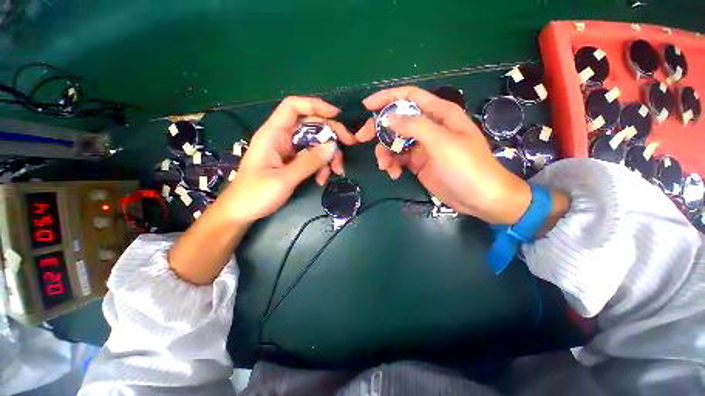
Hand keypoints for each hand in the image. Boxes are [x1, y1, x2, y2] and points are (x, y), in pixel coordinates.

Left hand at [222, 96, 355, 223]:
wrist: (242, 212)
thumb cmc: (255, 195)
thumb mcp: (284, 179)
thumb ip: (308, 162)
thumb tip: (332, 146)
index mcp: (272, 134)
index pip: (293, 107)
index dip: (315, 106)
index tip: (337, 116)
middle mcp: (281, 138)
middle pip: (311, 125)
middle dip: (331, 134)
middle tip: (349, 144)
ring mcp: (288, 151)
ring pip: (315, 143)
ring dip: (329, 156)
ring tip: (335, 172)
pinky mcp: (292, 162)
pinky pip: (312, 158)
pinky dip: (321, 166)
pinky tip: (322, 180)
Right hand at [356, 86, 531, 224]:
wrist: (480, 198)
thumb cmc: (467, 167)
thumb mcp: (442, 143)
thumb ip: (415, 127)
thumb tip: (388, 117)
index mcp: (439, 114)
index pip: (409, 97)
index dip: (387, 97)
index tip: (366, 106)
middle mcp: (429, 127)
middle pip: (397, 120)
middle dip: (379, 129)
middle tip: (362, 139)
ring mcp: (422, 146)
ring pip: (394, 142)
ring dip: (385, 153)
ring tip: (385, 167)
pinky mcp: (417, 163)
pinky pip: (398, 159)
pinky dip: (392, 165)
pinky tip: (394, 174)